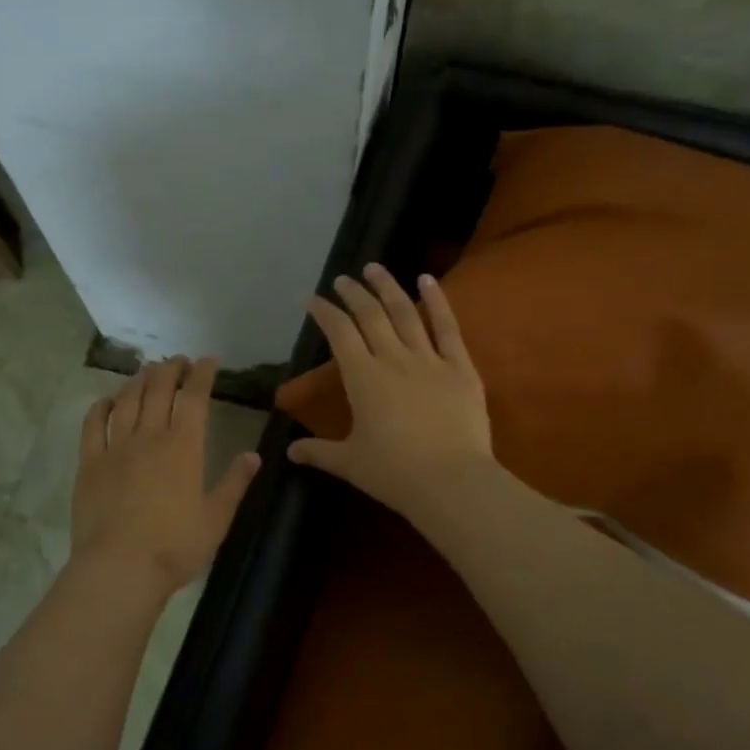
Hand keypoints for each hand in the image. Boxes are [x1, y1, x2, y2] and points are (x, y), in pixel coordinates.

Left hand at [71, 356, 261, 592]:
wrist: (119, 569)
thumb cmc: (175, 547)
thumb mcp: (217, 519)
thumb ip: (235, 483)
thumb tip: (253, 455)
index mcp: (184, 446)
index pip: (195, 396)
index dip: (203, 373)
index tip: (209, 360)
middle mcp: (150, 436)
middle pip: (159, 389)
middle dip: (171, 368)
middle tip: (178, 361)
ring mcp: (116, 447)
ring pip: (127, 399)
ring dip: (139, 380)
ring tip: (148, 371)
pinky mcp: (90, 463)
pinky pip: (93, 424)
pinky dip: (102, 406)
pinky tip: (108, 400)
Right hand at [287, 264, 494, 519]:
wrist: (451, 482)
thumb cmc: (394, 474)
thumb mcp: (349, 463)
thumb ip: (318, 452)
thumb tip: (288, 452)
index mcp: (362, 378)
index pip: (339, 333)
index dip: (324, 312)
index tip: (312, 299)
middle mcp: (392, 358)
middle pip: (370, 315)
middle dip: (353, 293)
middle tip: (343, 279)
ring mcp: (429, 359)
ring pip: (405, 312)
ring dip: (387, 287)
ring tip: (375, 268)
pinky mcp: (460, 367)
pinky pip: (447, 327)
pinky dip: (436, 300)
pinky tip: (427, 279)